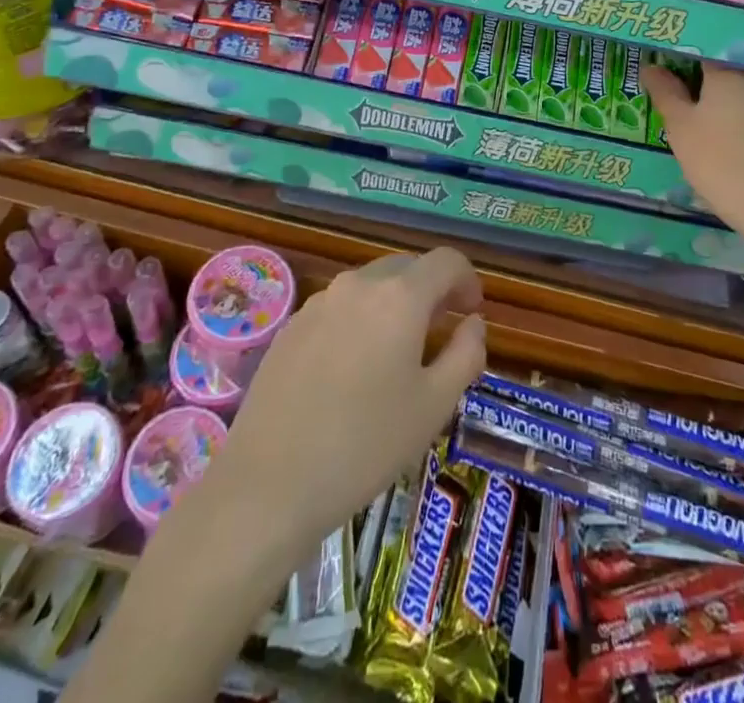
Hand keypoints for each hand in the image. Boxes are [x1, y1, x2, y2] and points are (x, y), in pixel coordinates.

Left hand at [216, 248, 485, 548]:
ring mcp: (319, 302)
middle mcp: (358, 284)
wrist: (269, 483)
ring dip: (393, 305)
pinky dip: (359, 321)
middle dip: (430, 290)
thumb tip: (473, 322)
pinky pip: (339, 307)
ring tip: (397, 353)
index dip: (467, 278)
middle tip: (441, 332)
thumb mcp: (434, 406)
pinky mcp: (291, 326)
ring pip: (370, 286)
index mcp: (399, 297)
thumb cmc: (365, 444)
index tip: (473, 309)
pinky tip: (353, 369)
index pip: (445, 260)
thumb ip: (466, 354)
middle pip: (406, 268)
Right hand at [642, 63, 743, 250]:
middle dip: (713, 88)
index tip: (676, 85)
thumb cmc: (723, 166)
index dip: (686, 65)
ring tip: (727, 137)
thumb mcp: (681, 131)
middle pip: (731, 72)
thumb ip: (665, 93)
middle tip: (698, 117)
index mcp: (727, 72)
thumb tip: (650, 66)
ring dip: (740, 105)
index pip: (702, 53)